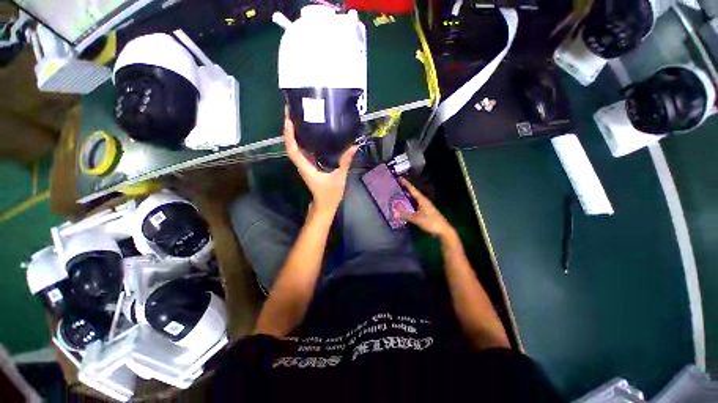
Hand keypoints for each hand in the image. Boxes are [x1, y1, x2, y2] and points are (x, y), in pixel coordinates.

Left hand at [283, 113, 356, 213]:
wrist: (324, 206)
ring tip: (299, 118)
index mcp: (306, 167)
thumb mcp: (339, 178)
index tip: (288, 119)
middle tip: (292, 111)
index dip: (289, 135)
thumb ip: (345, 162)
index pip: (293, 150)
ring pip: (296, 148)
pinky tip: (310, 133)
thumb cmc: (330, 195)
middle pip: (291, 145)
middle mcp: (302, 165)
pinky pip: (303, 151)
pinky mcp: (310, 166)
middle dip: (289, 129)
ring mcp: (305, 165)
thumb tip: (354, 147)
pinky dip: (303, 141)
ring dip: (295, 134)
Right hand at [399, 178, 455, 240]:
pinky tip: (405, 205)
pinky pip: (415, 204)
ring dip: (407, 195)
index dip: (406, 184)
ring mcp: (425, 206)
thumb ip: (405, 215)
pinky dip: (409, 202)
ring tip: (399, 193)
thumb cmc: (431, 222)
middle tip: (397, 185)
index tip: (399, 178)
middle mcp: (423, 201)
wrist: (443, 230)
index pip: (412, 189)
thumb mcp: (417, 219)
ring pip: (414, 198)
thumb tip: (394, 213)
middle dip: (405, 188)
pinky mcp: (425, 211)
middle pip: (413, 192)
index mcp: (422, 200)